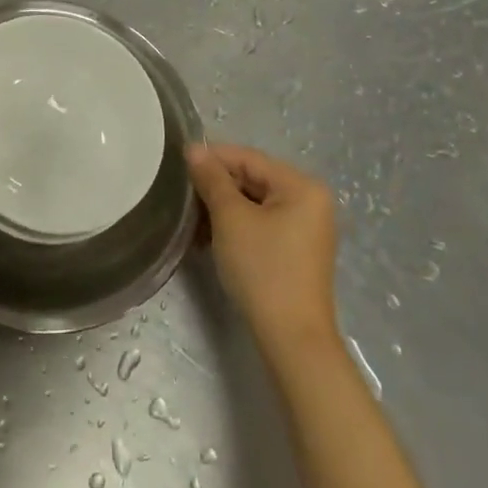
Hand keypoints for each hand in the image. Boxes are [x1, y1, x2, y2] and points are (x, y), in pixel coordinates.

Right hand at [187, 143, 339, 349]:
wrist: (291, 338)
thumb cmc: (263, 269)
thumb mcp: (231, 218)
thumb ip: (212, 179)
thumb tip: (193, 149)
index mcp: (302, 186)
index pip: (249, 158)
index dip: (212, 157)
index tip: (178, 163)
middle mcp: (309, 201)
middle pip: (253, 179)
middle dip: (216, 187)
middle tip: (181, 197)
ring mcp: (305, 227)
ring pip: (254, 203)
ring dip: (221, 209)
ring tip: (191, 221)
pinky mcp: (296, 250)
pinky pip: (261, 224)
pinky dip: (235, 227)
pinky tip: (208, 238)